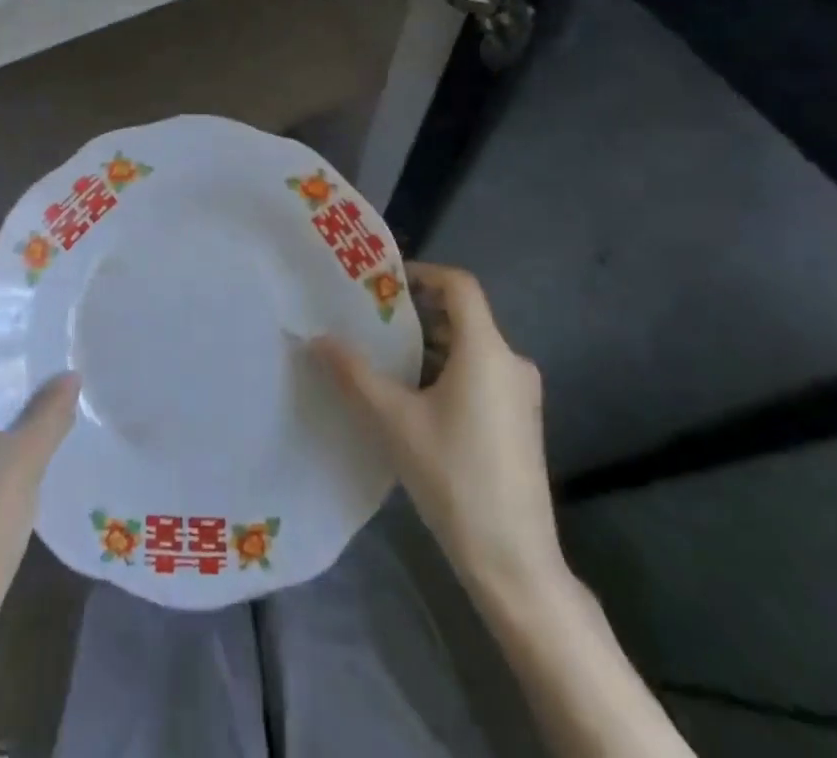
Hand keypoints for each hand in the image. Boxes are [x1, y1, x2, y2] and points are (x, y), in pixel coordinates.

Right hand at [311, 264, 563, 602]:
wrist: (515, 562)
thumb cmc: (454, 477)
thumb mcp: (393, 421)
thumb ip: (354, 374)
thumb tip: (316, 338)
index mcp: (487, 350)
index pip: (460, 285)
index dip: (423, 273)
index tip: (383, 283)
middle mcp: (511, 362)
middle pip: (463, 315)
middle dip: (417, 312)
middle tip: (373, 319)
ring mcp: (520, 395)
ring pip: (471, 347)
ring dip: (430, 344)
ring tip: (386, 357)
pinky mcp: (520, 422)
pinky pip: (481, 374)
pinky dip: (447, 370)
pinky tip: (414, 397)